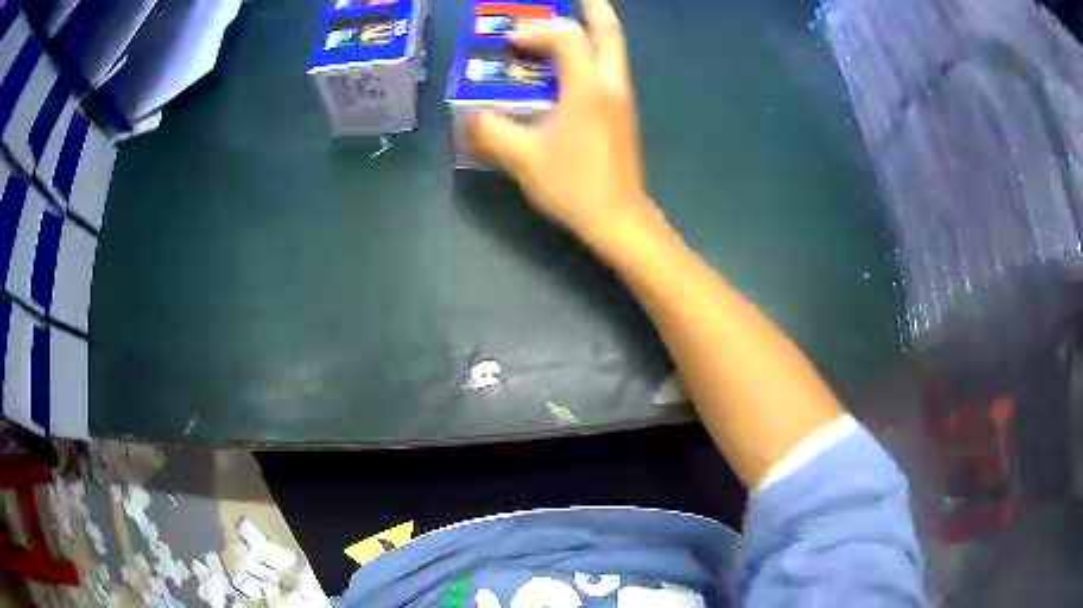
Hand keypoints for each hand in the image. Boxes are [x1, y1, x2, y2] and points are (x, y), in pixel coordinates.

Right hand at [468, 0, 662, 252]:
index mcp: (588, 88)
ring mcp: (622, 99)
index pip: (566, 39)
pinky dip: (593, 53)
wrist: (619, 219)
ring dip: (594, 29)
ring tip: (575, 17)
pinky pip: (610, 68)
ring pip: (613, 50)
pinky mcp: (623, 114)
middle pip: (609, 33)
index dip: (537, 31)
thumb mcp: (523, 158)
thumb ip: (491, 132)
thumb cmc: (574, 185)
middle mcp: (612, 85)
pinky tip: (574, 62)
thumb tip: (469, 117)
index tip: (511, 40)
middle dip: (594, 7)